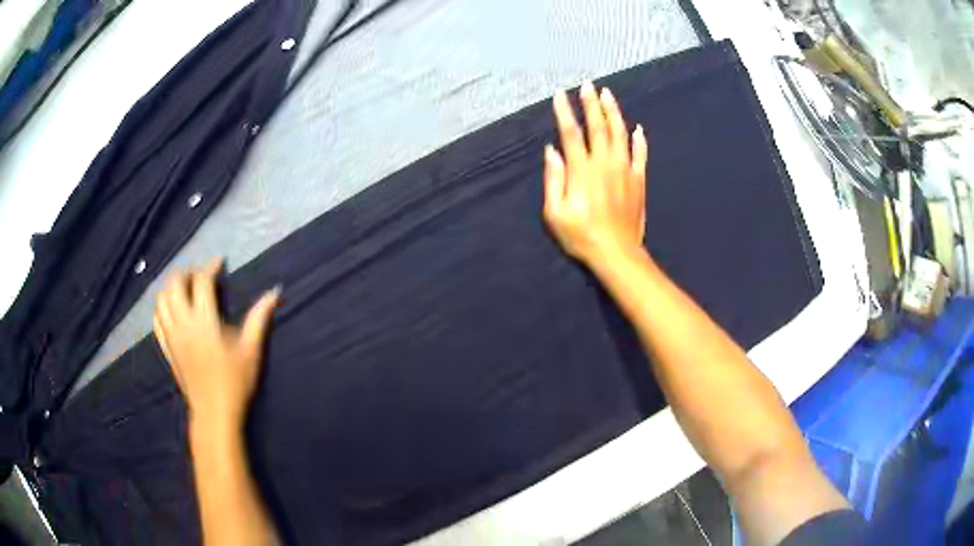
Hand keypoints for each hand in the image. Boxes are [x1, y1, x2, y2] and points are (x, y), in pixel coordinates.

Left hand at [153, 258, 279, 430]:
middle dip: (187, 272)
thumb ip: (259, 318)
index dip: (210, 267)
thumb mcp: (251, 350)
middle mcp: (183, 323)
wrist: (214, 413)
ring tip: (185, 290)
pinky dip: (161, 307)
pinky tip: (172, 310)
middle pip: (175, 283)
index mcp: (204, 321)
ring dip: (172, 287)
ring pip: (161, 299)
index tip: (219, 263)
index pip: (202, 281)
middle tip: (201, 276)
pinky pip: (156, 319)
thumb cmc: (235, 382)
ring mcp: (171, 336)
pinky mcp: (166, 348)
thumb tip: (274, 292)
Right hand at [543, 81, 648, 266]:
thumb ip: (553, 179)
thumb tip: (551, 151)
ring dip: (614, 112)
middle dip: (591, 103)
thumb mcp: (555, 213)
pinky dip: (639, 140)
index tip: (559, 94)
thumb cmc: (581, 235)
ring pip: (620, 133)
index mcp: (582, 170)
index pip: (571, 132)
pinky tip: (638, 128)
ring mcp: (625, 170)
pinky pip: (640, 154)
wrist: (617, 253)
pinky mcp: (639, 180)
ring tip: (608, 94)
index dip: (564, 111)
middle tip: (588, 84)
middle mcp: (604, 163)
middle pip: (598, 126)